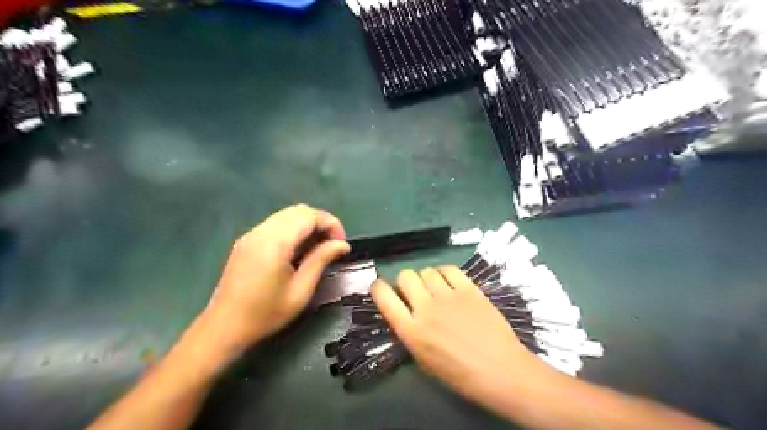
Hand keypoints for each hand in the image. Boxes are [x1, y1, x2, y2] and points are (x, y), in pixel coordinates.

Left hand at [201, 204, 349, 352]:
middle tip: (332, 245)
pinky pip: (276, 224)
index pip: (309, 216)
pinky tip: (298, 250)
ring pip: (287, 215)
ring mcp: (251, 234)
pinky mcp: (246, 241)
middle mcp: (261, 232)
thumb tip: (343, 244)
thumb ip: (321, 260)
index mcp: (274, 243)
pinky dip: (293, 229)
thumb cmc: (265, 314)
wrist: (223, 328)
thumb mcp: (300, 291)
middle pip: (299, 210)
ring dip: (307, 225)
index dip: (331, 224)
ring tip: (318, 248)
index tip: (341, 244)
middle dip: (321, 222)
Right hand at [376, 269, 547, 399]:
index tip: (381, 287)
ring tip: (435, 288)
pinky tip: (448, 282)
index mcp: (411, 331)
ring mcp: (449, 296)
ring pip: (426, 271)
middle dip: (405, 282)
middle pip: (405, 276)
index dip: (378, 288)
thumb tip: (405, 311)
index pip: (384, 297)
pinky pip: (449, 269)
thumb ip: (410, 332)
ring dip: (426, 278)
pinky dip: (443, 272)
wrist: (500, 370)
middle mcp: (426, 308)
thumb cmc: (460, 374)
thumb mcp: (423, 360)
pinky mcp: (469, 289)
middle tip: (414, 291)